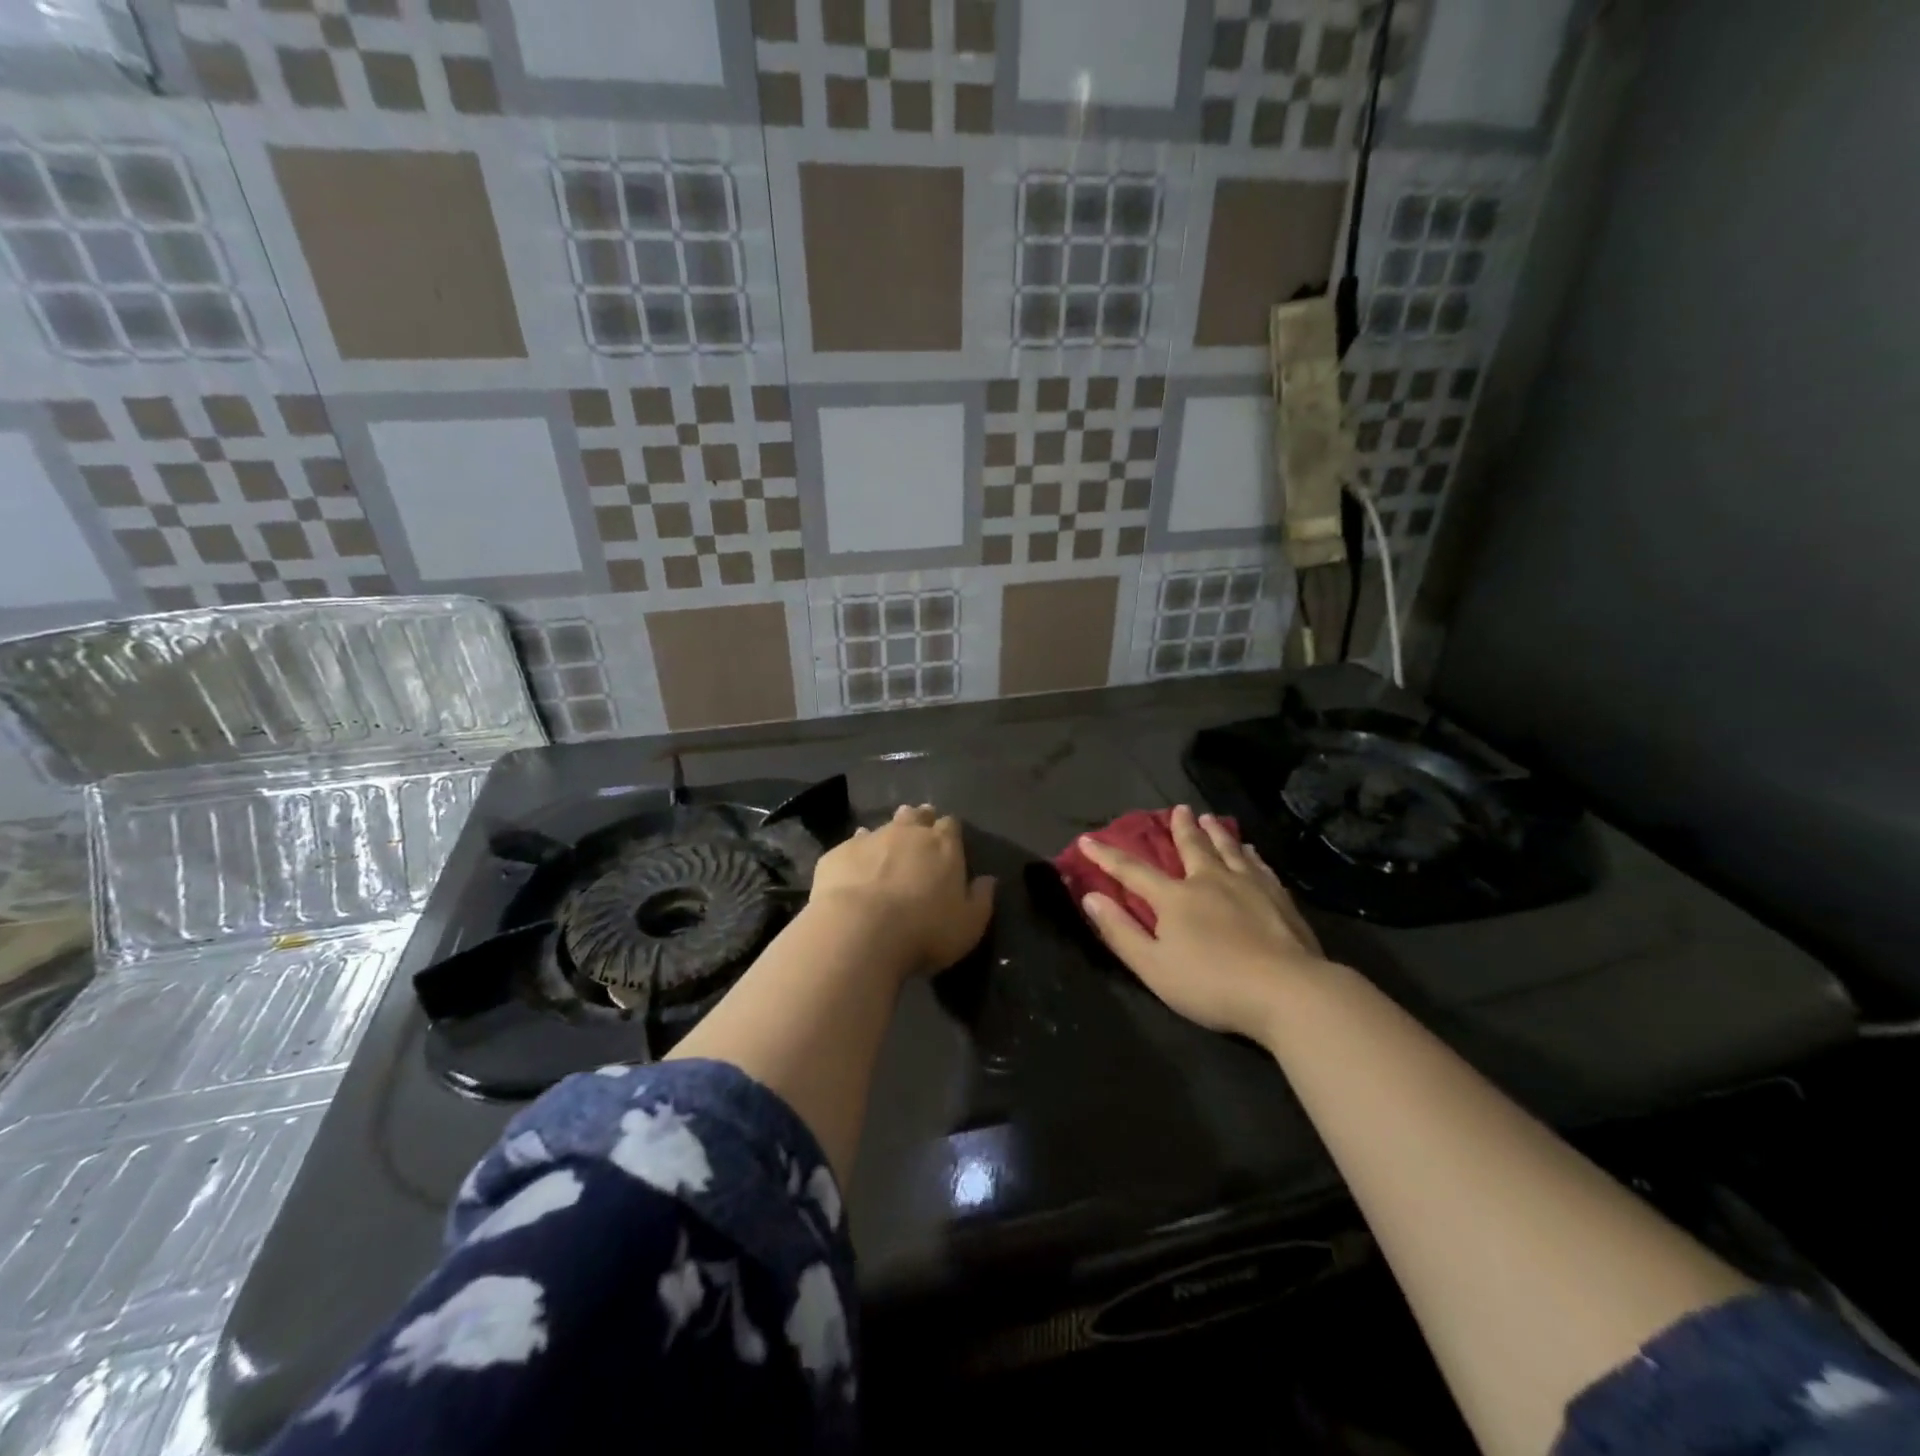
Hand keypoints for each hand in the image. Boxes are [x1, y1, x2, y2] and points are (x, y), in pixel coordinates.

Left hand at [810, 805, 995, 975]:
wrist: (859, 931)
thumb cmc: (924, 931)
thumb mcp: (968, 925)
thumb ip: (981, 899)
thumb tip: (988, 880)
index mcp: (943, 845)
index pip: (950, 825)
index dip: (949, 831)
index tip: (948, 842)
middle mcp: (907, 832)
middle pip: (916, 816)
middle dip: (919, 821)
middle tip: (918, 836)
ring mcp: (870, 839)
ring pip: (882, 826)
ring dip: (887, 835)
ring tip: (886, 851)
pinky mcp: (838, 853)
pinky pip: (851, 846)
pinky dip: (856, 854)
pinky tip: (854, 869)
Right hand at [1077, 805, 1332, 1042]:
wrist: (1287, 991)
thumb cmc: (1211, 984)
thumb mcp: (1153, 966)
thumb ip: (1121, 932)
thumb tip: (1091, 897)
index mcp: (1175, 898)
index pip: (1133, 871)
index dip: (1107, 856)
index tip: (1088, 839)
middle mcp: (1210, 881)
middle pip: (1192, 847)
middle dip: (1181, 828)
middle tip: (1179, 808)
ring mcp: (1249, 886)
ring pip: (1229, 850)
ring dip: (1216, 833)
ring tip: (1210, 818)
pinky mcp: (1279, 899)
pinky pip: (1259, 866)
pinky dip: (1250, 855)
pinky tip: (1251, 852)